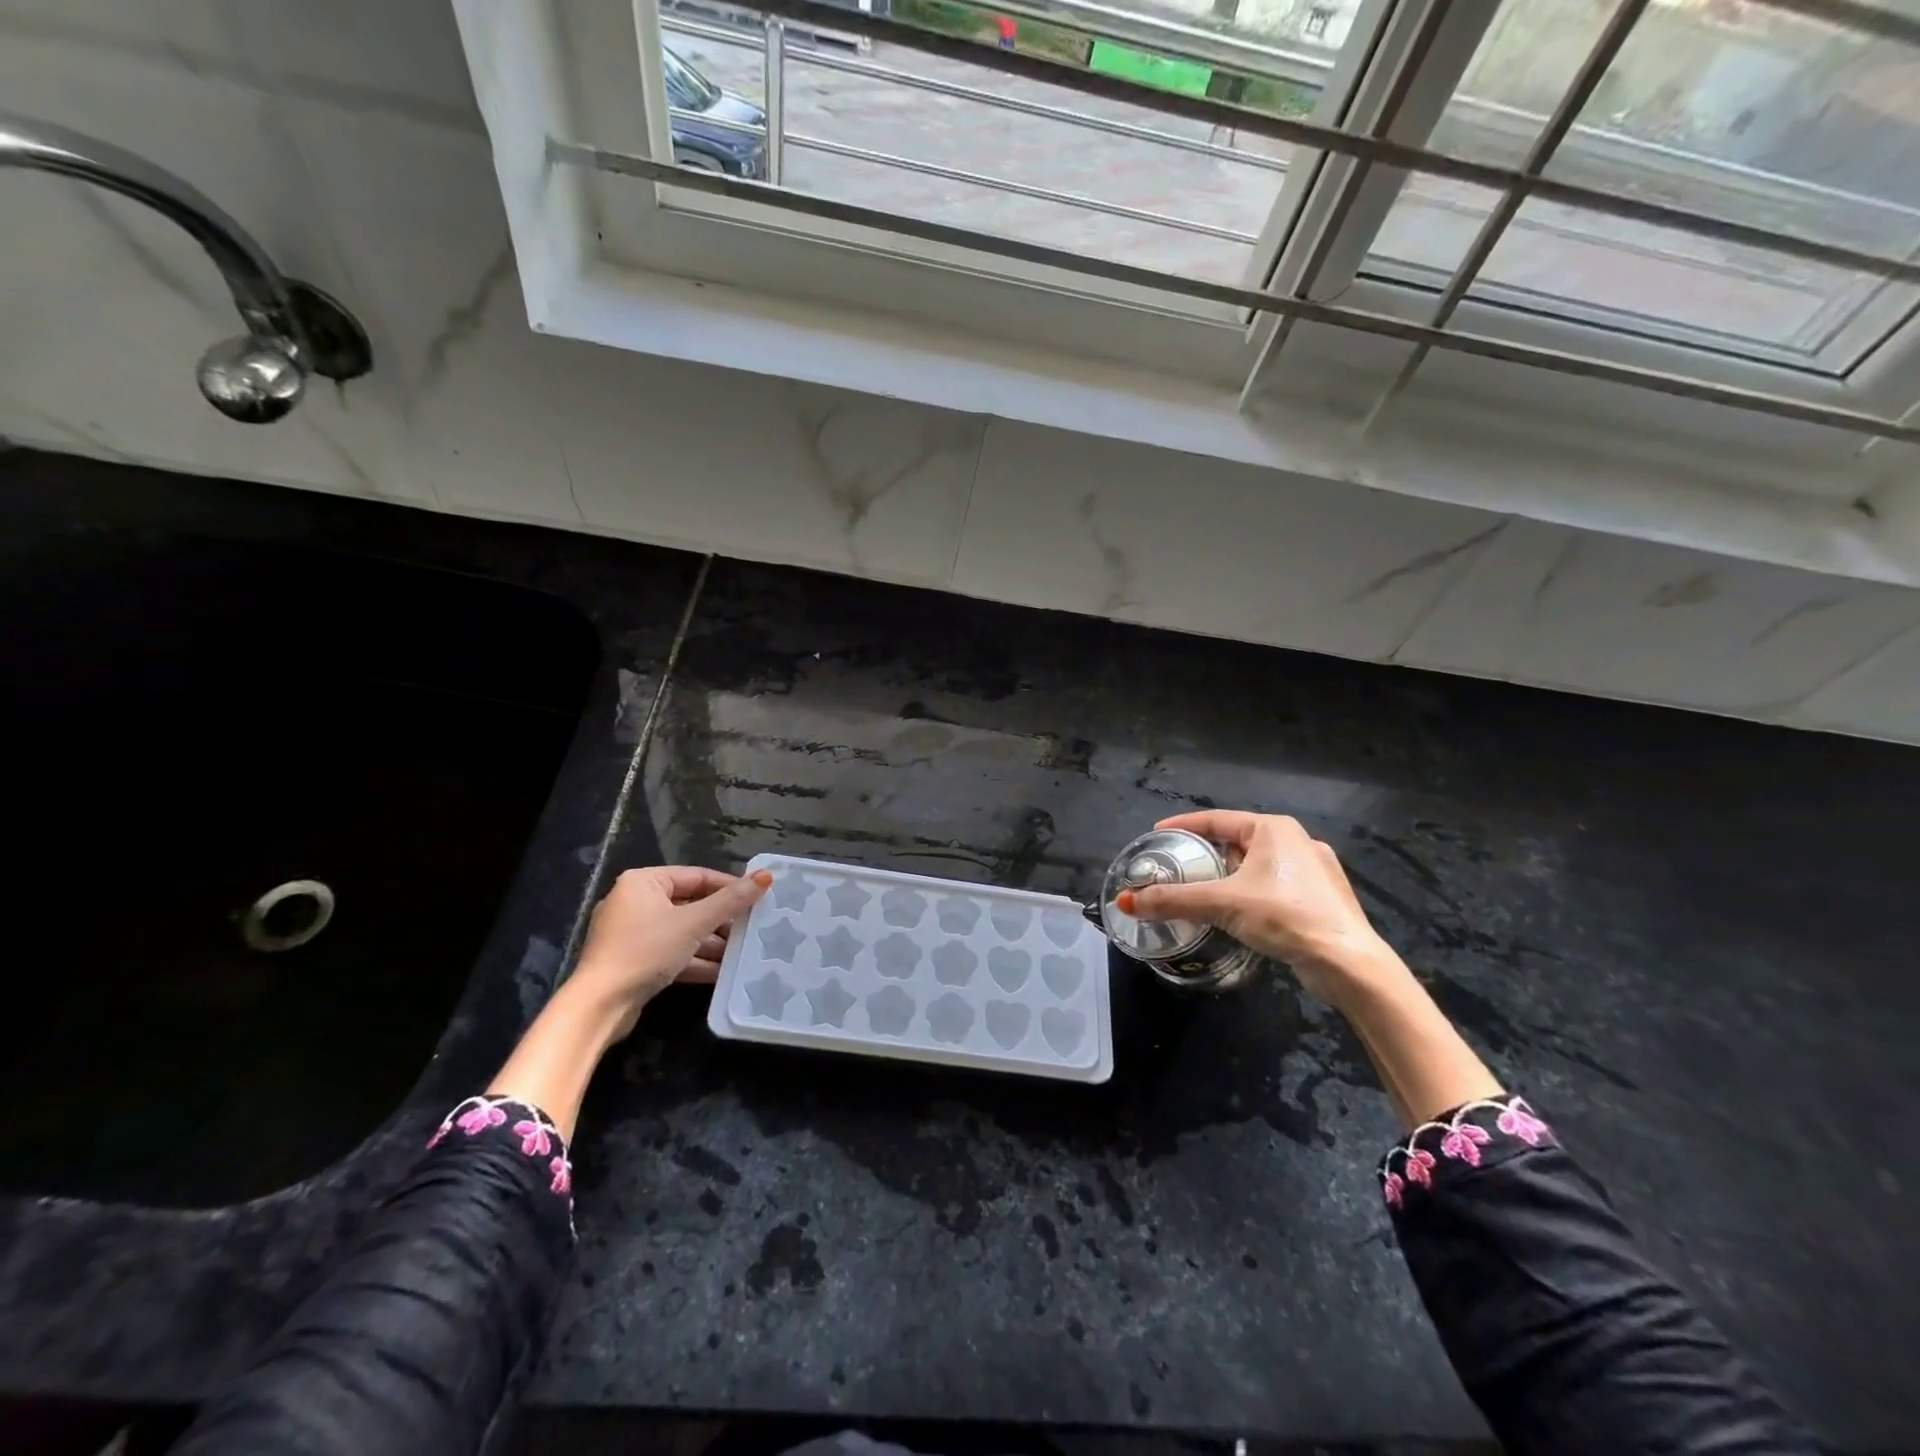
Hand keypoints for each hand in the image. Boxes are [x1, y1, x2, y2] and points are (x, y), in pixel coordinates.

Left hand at [570, 865, 771, 1039]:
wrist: (600, 1006)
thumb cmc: (646, 950)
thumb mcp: (694, 923)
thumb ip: (731, 901)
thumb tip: (766, 876)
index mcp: (644, 882)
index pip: (697, 876)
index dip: (730, 886)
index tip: (758, 898)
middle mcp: (635, 902)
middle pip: (690, 904)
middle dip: (721, 920)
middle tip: (753, 927)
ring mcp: (632, 933)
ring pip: (682, 931)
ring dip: (711, 943)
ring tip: (743, 952)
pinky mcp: (633, 961)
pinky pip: (671, 952)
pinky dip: (694, 959)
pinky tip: (722, 972)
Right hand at [1118, 811, 1397, 1008]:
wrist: (1347, 962)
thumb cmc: (1284, 916)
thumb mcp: (1222, 903)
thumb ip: (1173, 900)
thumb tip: (1126, 901)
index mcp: (1273, 828)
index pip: (1216, 819)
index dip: (1183, 825)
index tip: (1157, 834)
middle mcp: (1296, 840)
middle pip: (1236, 840)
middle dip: (1205, 853)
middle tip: (1177, 866)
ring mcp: (1314, 870)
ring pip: (1256, 864)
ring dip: (1228, 875)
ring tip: (1202, 889)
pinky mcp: (1323, 898)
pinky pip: (1274, 885)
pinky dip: (1250, 892)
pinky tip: (1239, 911)